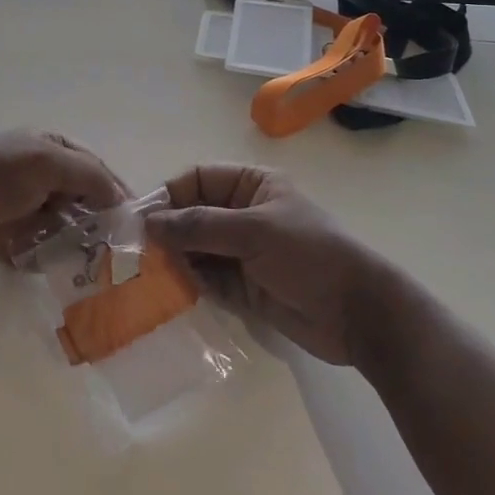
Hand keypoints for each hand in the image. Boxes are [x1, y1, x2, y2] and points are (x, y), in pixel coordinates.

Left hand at [0, 129, 127, 267]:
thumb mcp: (47, 162)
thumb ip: (89, 175)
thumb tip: (120, 198)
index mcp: (47, 146)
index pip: (92, 167)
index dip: (114, 190)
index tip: (135, 220)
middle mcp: (35, 173)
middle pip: (78, 198)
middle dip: (96, 221)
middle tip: (118, 250)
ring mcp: (18, 205)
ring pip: (59, 226)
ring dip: (73, 243)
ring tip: (94, 266)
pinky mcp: (3, 236)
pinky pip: (36, 249)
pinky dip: (46, 258)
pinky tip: (60, 270)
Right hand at [146, 165, 388, 366]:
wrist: (359, 315)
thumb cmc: (309, 255)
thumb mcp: (253, 231)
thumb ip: (199, 225)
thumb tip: (150, 223)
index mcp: (252, 186)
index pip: (199, 180)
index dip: (170, 195)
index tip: (142, 219)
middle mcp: (244, 214)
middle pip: (193, 215)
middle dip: (167, 231)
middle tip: (136, 251)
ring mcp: (243, 252)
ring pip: (196, 248)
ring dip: (174, 259)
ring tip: (146, 274)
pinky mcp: (243, 287)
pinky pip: (206, 279)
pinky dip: (188, 283)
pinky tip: (168, 292)